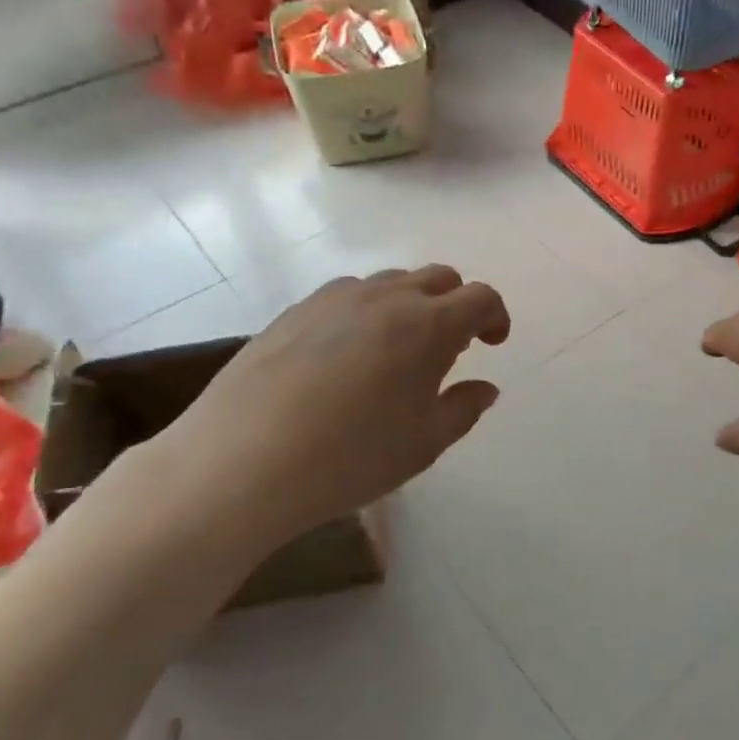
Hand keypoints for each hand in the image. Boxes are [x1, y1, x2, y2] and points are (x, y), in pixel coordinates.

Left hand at [147, 266, 510, 549]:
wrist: (242, 462)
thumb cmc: (351, 457)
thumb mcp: (424, 443)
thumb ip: (464, 409)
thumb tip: (484, 388)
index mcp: (429, 325)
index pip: (480, 297)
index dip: (495, 316)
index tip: (493, 344)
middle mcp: (386, 297)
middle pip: (438, 278)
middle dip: (456, 304)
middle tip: (451, 348)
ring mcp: (335, 298)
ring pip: (391, 282)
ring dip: (411, 305)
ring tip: (398, 351)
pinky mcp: (295, 310)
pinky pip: (348, 296)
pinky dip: (367, 312)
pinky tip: (348, 356)